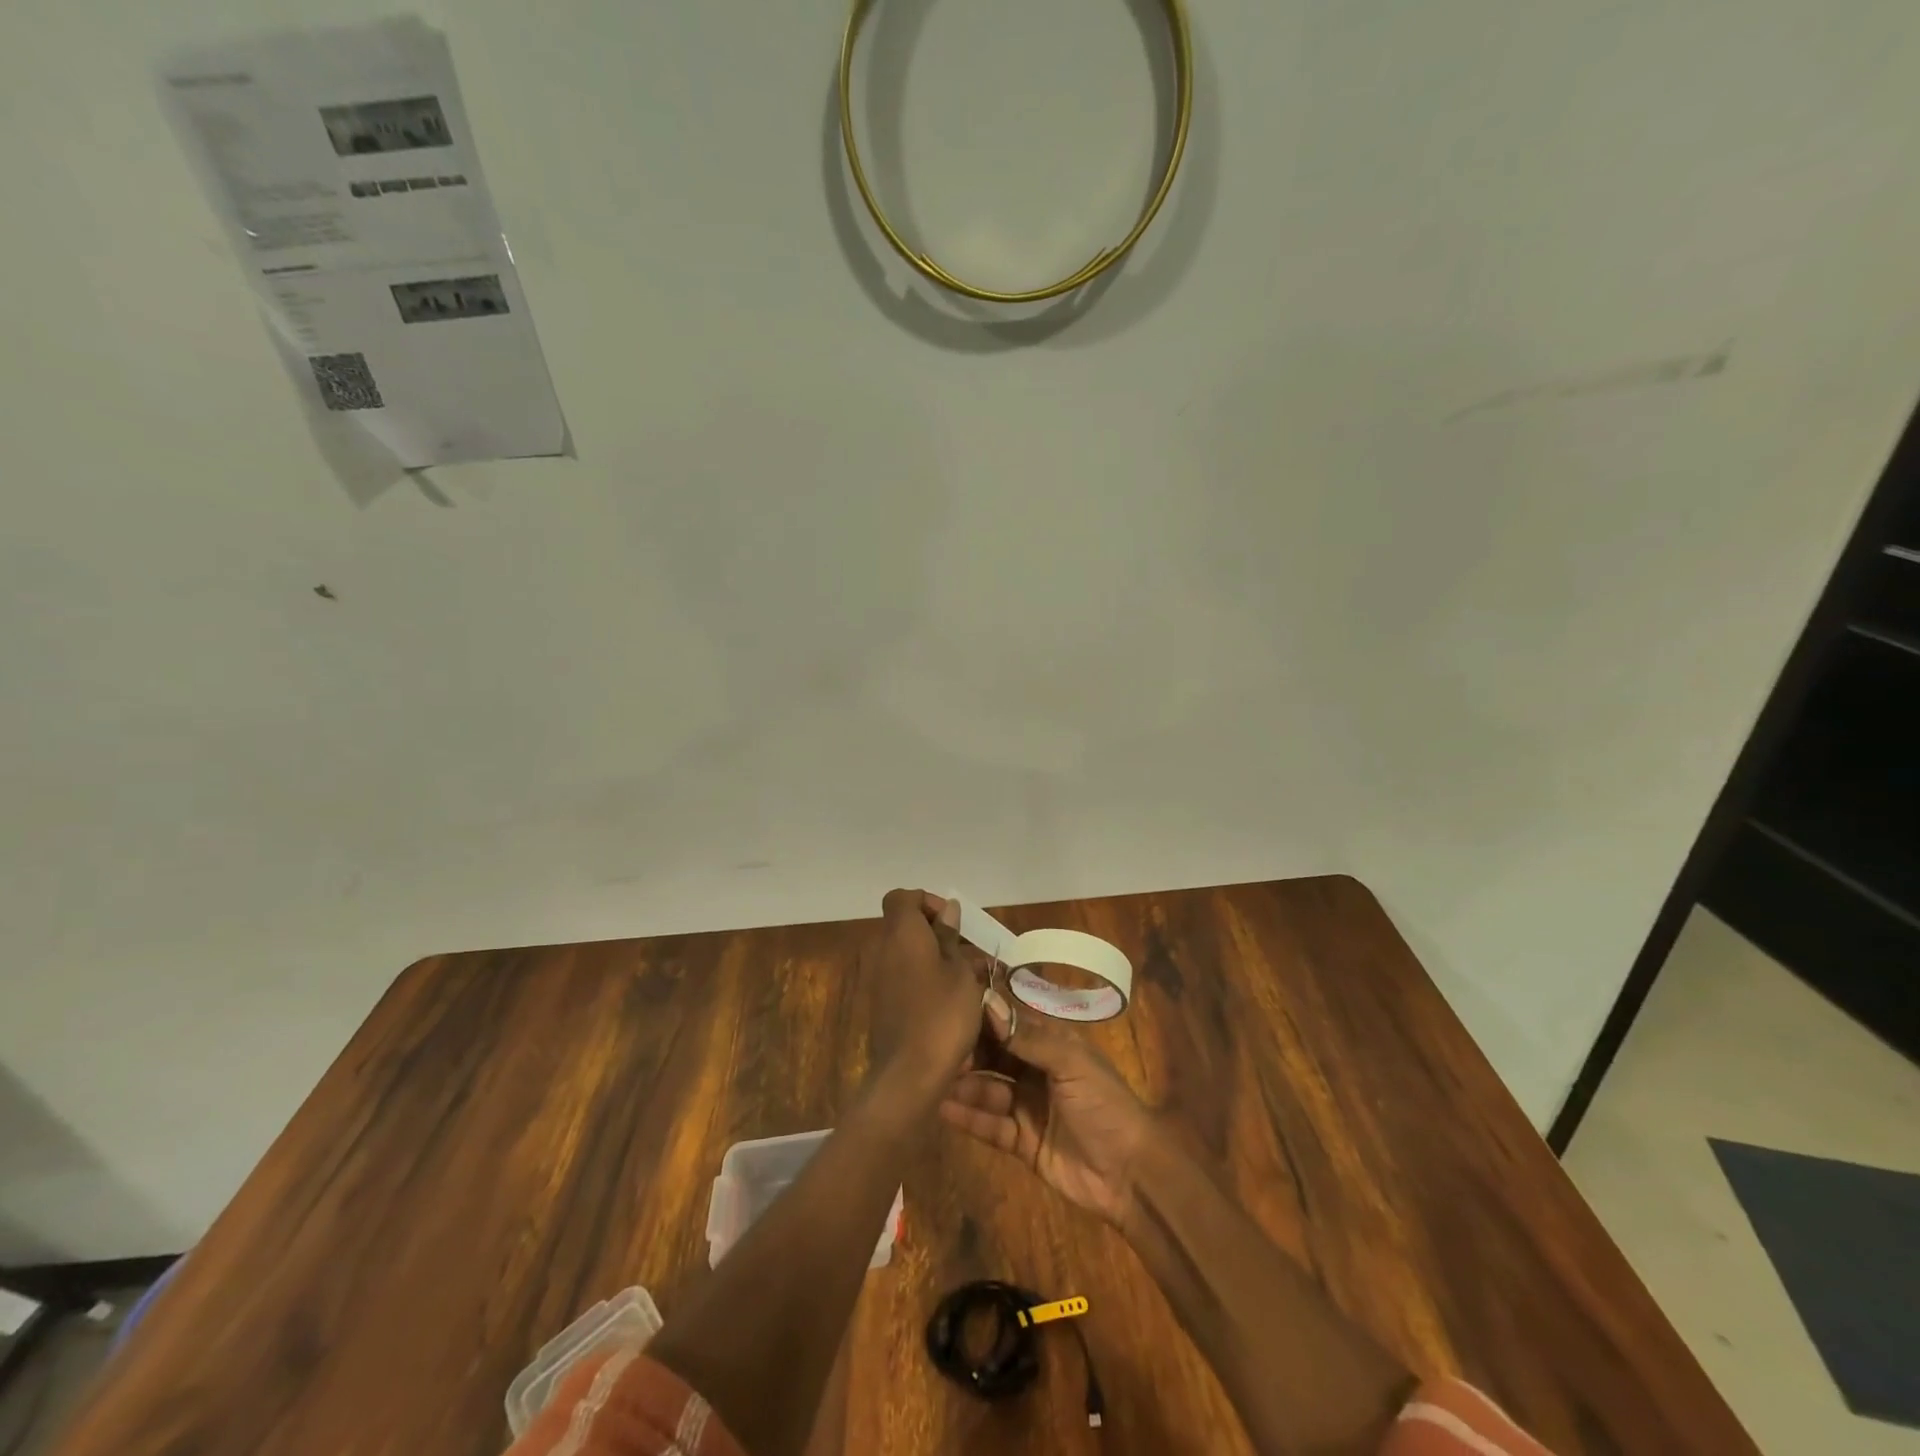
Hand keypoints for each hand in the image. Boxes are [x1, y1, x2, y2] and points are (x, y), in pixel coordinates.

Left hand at [865, 889, 987, 1095]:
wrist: (909, 1074)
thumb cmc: (942, 1014)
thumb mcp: (960, 972)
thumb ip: (950, 937)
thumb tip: (948, 910)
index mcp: (901, 933)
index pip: (902, 897)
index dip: (926, 902)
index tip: (953, 923)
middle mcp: (883, 949)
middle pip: (904, 924)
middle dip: (935, 932)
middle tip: (966, 953)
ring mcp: (878, 978)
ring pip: (906, 952)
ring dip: (932, 957)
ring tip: (966, 978)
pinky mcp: (880, 1003)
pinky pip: (902, 976)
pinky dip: (923, 978)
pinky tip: (949, 999)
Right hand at [939, 995, 1157, 1226]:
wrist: (1131, 1174)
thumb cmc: (1105, 1104)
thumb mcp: (1070, 1062)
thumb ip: (1027, 1036)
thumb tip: (987, 1002)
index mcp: (1052, 1044)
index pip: (1009, 1023)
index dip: (982, 1018)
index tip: (949, 1011)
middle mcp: (1035, 1070)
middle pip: (994, 1056)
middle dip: (968, 1053)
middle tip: (935, 1051)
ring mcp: (1027, 1106)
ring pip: (988, 1089)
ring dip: (964, 1085)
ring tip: (933, 1079)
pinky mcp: (1021, 1142)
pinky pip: (990, 1125)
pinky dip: (969, 1117)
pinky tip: (943, 1109)